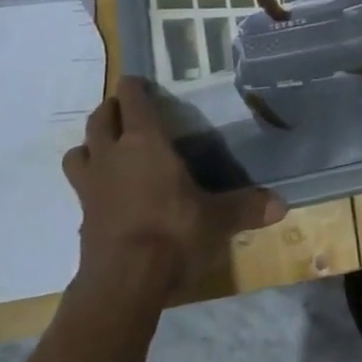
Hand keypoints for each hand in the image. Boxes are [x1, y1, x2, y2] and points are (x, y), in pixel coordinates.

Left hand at [61, 77, 285, 297]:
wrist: (123, 281)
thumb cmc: (172, 232)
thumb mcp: (217, 219)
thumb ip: (247, 207)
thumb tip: (283, 205)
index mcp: (145, 143)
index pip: (133, 102)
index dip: (134, 88)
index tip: (137, 80)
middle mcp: (113, 156)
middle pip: (100, 120)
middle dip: (111, 110)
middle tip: (126, 111)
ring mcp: (91, 186)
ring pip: (79, 151)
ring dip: (91, 144)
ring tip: (108, 148)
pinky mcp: (82, 216)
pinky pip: (80, 186)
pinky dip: (90, 181)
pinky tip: (107, 193)